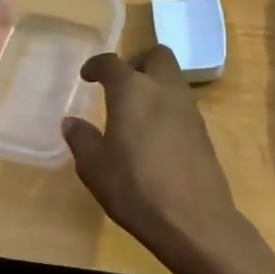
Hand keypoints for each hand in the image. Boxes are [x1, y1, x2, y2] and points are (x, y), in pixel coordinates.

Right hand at [62, 45, 245, 270]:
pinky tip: (155, 134)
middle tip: (120, 84)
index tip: (88, 75)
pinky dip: (167, 106)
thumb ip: (81, 139)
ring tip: (136, 111)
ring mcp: (189, 108)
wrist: (193, 218)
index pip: (112, 62)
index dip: (96, 65)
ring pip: (173, 78)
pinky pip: (182, 103)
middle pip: (156, 55)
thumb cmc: (135, 188)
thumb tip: (71, 122)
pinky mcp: (203, 129)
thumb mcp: (94, 167)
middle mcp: (164, 88)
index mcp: (132, 90)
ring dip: (154, 83)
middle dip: (137, 62)